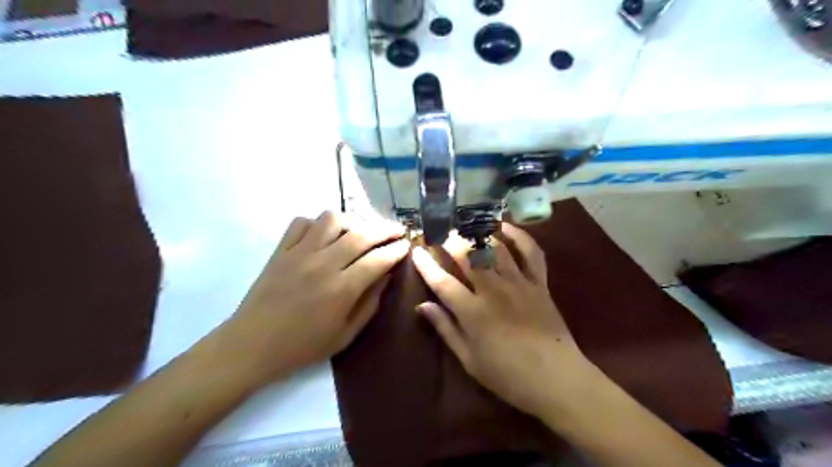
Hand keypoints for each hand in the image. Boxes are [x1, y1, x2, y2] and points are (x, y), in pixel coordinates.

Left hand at [217, 214, 406, 384]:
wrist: (252, 346)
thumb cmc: (303, 346)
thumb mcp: (345, 335)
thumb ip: (370, 304)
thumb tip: (386, 276)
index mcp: (341, 289)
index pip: (378, 259)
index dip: (396, 250)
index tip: (406, 244)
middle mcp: (323, 264)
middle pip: (361, 234)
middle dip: (384, 229)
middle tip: (396, 230)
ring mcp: (299, 253)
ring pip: (331, 219)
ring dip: (351, 222)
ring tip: (358, 232)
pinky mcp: (280, 250)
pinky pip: (301, 222)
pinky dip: (317, 224)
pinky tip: (324, 236)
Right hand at [412, 224, 594, 417]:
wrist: (556, 378)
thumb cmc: (507, 375)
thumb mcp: (468, 359)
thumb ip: (445, 328)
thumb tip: (422, 305)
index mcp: (472, 312)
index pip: (442, 281)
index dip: (426, 265)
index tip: (416, 250)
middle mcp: (493, 290)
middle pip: (468, 256)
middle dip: (450, 241)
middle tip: (440, 234)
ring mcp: (518, 283)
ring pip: (495, 248)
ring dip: (477, 233)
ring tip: (465, 226)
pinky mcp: (539, 282)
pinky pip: (530, 252)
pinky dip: (518, 236)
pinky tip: (504, 226)